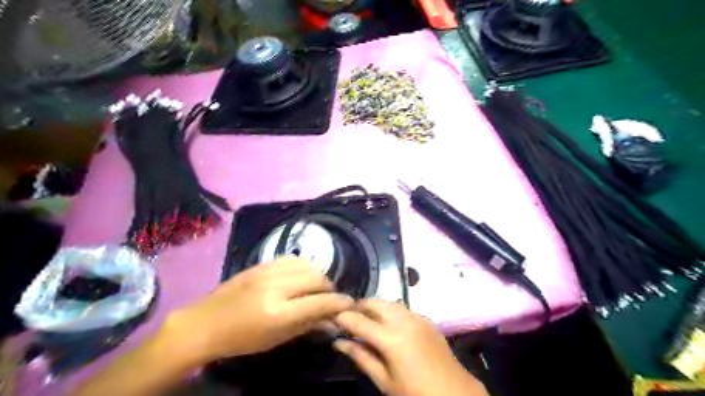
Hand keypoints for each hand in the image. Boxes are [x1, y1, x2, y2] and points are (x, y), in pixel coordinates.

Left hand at [158, 256, 352, 366]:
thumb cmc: (241, 339)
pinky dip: (303, 266)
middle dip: (329, 288)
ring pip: (307, 265)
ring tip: (315, 286)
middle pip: (317, 278)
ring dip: (317, 276)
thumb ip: (308, 325)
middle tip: (329, 297)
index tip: (349, 303)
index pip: (320, 302)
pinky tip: (300, 276)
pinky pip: (292, 259)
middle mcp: (276, 287)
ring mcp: (268, 271)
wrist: (205, 323)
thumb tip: (332, 319)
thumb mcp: (276, 339)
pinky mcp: (261, 263)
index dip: (339, 303)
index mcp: (279, 313)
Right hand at [335, 300, 487, 394]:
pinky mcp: (426, 318)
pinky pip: (402, 307)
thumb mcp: (384, 381)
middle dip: (359, 306)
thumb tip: (338, 342)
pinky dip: (390, 310)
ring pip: (388, 302)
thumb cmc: (415, 393)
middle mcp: (403, 320)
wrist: (455, 393)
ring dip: (375, 307)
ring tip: (367, 320)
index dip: (343, 317)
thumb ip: (361, 357)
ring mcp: (417, 316)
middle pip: (374, 302)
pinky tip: (388, 324)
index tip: (332, 317)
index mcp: (391, 339)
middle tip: (349, 318)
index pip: (359, 320)